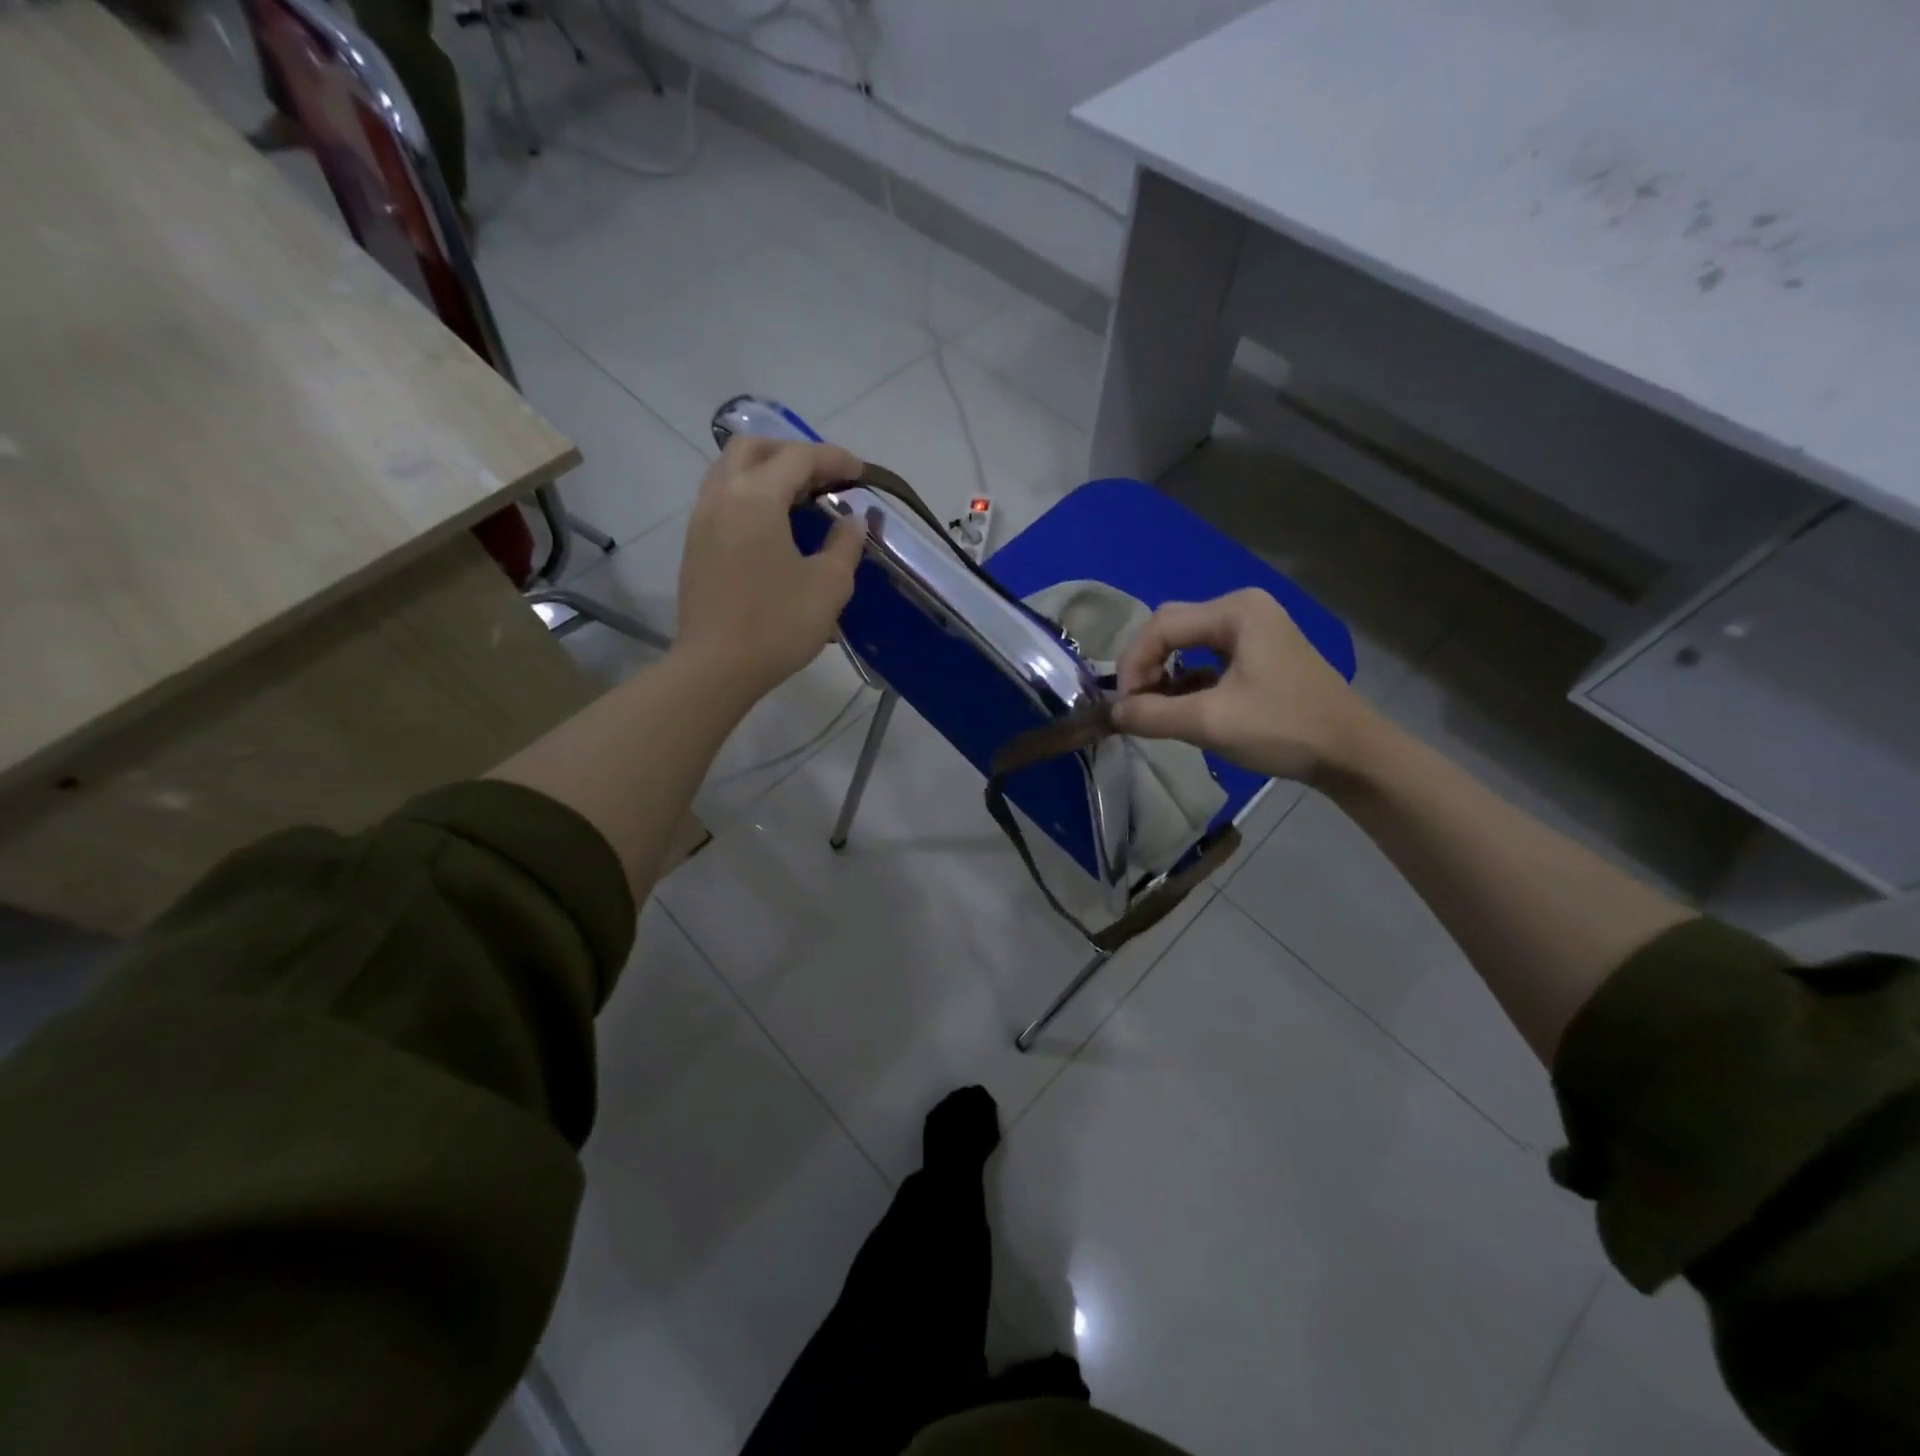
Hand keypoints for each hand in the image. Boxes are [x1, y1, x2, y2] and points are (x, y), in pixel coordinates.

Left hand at [675, 438, 867, 700]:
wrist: (716, 667)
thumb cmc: (777, 625)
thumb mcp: (829, 585)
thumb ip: (845, 544)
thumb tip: (852, 521)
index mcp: (756, 498)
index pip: (798, 458)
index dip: (833, 458)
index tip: (860, 473)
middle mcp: (722, 496)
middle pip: (752, 448)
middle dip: (791, 451)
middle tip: (823, 475)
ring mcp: (701, 520)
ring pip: (729, 470)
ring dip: (766, 470)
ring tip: (799, 496)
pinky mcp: (694, 545)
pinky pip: (721, 497)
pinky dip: (749, 494)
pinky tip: (772, 523)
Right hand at [1111, 588, 1370, 781]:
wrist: (1352, 754)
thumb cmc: (1283, 728)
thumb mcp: (1210, 722)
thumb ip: (1152, 715)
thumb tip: (1113, 713)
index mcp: (1235, 611)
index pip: (1161, 626)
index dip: (1134, 664)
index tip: (1124, 706)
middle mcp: (1243, 609)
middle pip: (1172, 628)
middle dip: (1147, 666)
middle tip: (1136, 705)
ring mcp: (1255, 630)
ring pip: (1188, 643)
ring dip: (1165, 674)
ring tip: (1155, 709)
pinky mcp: (1260, 653)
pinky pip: (1208, 657)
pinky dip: (1188, 680)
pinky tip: (1183, 707)